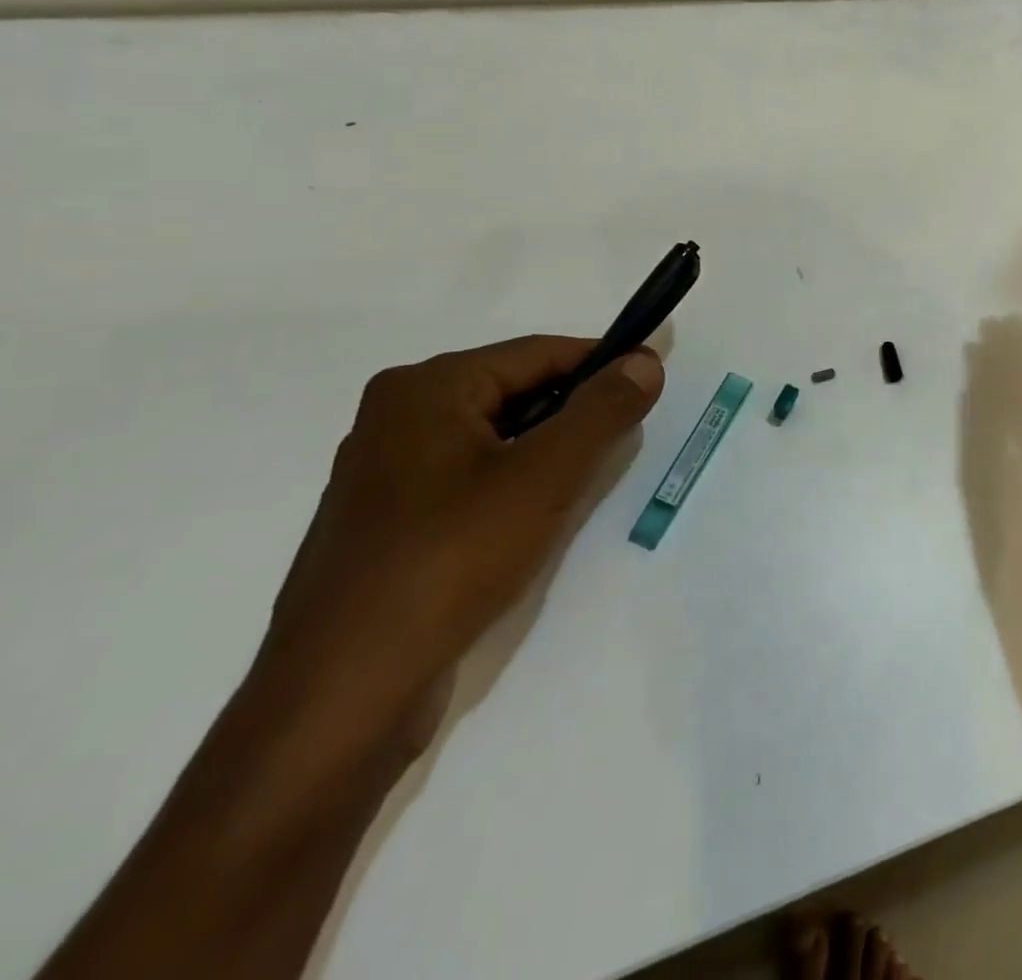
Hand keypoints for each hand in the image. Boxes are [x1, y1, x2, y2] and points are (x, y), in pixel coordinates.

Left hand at [263, 336, 663, 750]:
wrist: (346, 693)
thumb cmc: (452, 559)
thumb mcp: (547, 475)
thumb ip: (603, 410)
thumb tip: (645, 361)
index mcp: (426, 388)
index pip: (540, 352)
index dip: (603, 364)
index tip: (652, 384)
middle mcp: (397, 417)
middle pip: (516, 392)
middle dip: (575, 413)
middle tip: (623, 443)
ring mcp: (387, 473)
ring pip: (497, 438)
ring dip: (548, 452)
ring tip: (585, 484)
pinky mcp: (389, 522)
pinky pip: (472, 477)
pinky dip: (515, 485)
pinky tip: (536, 520)